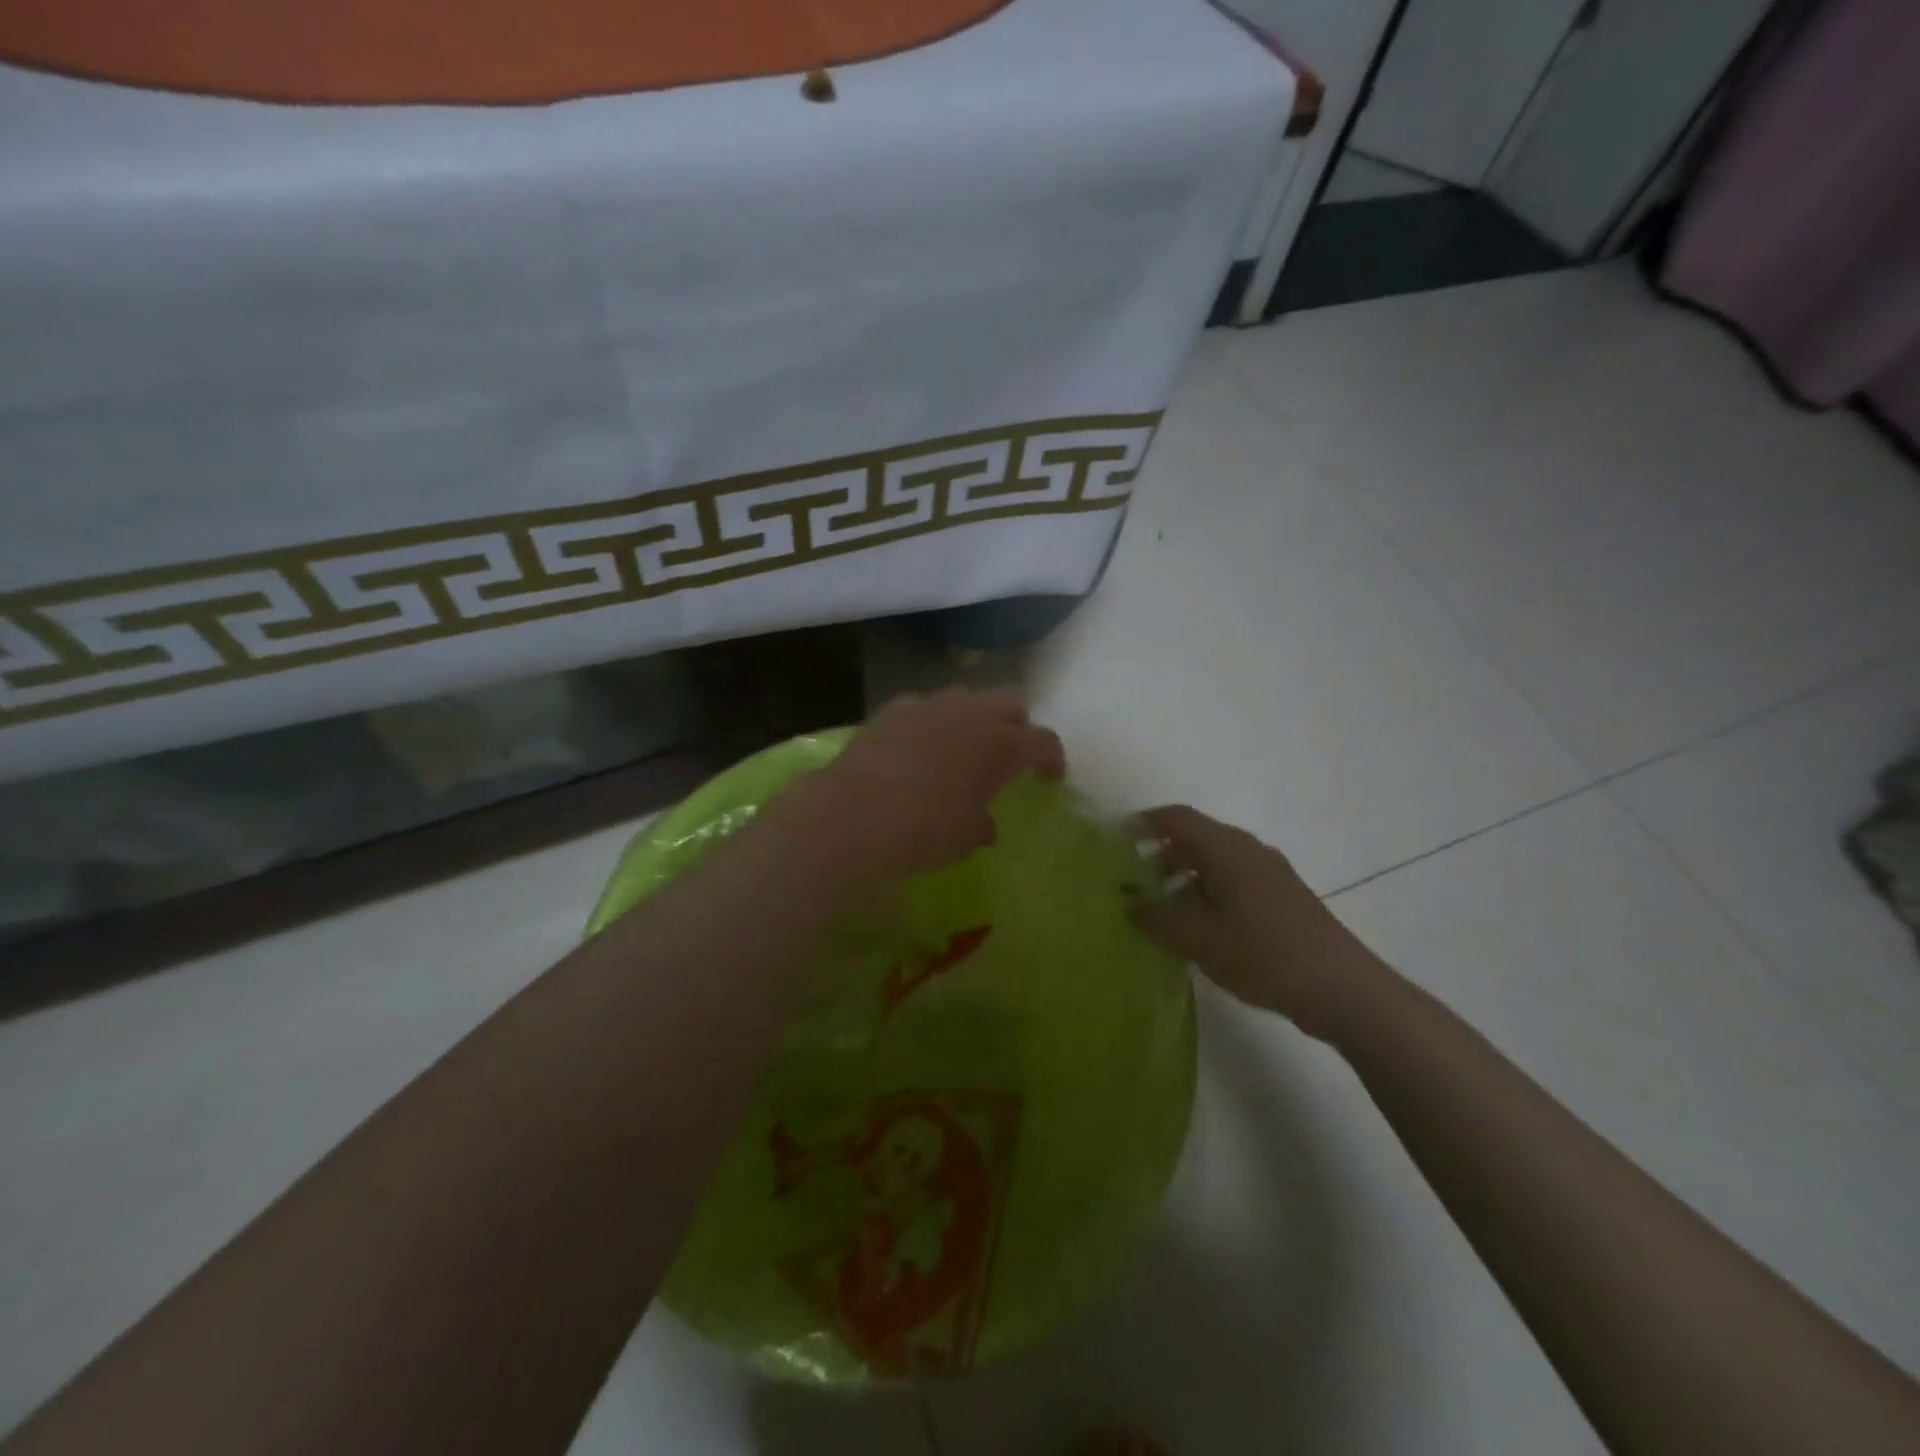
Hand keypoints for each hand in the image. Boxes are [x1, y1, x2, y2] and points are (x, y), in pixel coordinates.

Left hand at [801, 688, 1065, 881]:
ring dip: (975, 716)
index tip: (1050, 778)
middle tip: (1009, 754)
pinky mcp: (894, 709)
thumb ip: (982, 825)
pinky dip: (933, 721)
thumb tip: (984, 824)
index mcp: (1001, 746)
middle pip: (1010, 703)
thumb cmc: (922, 832)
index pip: (1042, 741)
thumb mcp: (964, 840)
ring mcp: (931, 705)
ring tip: (964, 744)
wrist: (853, 815)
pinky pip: (925, 705)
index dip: (1052, 759)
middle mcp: (971, 714)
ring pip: (967, 696)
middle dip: (1017, 726)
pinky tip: (919, 745)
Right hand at [1132, 806, 1392, 1042]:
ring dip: (1181, 878)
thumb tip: (1130, 904)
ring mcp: (1268, 875)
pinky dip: (1205, 894)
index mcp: (1227, 849)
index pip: (1176, 818)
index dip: (1142, 824)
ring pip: (1213, 862)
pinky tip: (1197, 931)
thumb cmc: (1264, 955)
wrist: (1343, 989)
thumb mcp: (1199, 939)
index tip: (1113, 842)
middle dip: (1158, 855)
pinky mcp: (1281, 899)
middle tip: (1129, 883)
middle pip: (1194, 838)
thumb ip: (1158, 918)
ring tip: (1158, 912)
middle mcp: (1248, 851)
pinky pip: (1232, 883)